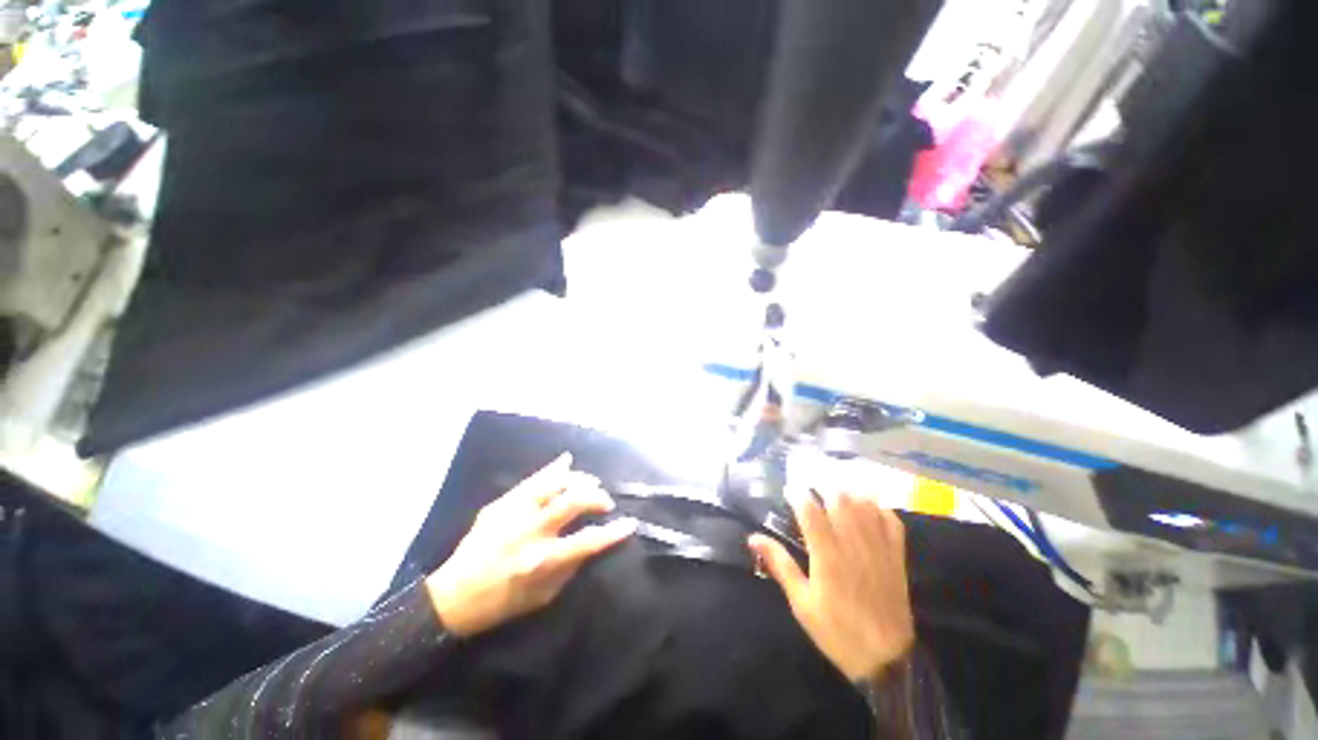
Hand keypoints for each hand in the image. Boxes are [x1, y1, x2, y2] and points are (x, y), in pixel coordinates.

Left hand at [425, 453, 635, 636]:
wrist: (453, 597)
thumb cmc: (503, 603)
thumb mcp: (544, 596)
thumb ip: (571, 566)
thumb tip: (592, 542)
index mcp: (542, 561)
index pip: (588, 541)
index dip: (614, 532)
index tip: (631, 523)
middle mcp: (530, 532)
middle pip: (572, 501)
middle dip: (596, 497)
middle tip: (606, 502)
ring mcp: (513, 514)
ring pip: (552, 483)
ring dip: (578, 479)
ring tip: (590, 482)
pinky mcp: (501, 504)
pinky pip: (532, 481)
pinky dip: (552, 470)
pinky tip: (566, 462)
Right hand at [748, 490, 914, 681]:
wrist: (886, 660)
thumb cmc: (836, 631)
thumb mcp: (801, 602)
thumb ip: (780, 565)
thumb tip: (753, 538)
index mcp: (826, 554)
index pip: (810, 510)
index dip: (797, 494)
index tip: (789, 491)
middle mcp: (852, 543)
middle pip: (839, 499)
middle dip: (822, 489)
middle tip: (812, 494)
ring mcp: (878, 547)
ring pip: (864, 504)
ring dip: (847, 493)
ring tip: (835, 495)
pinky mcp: (896, 556)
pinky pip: (891, 521)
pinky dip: (878, 507)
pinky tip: (867, 508)